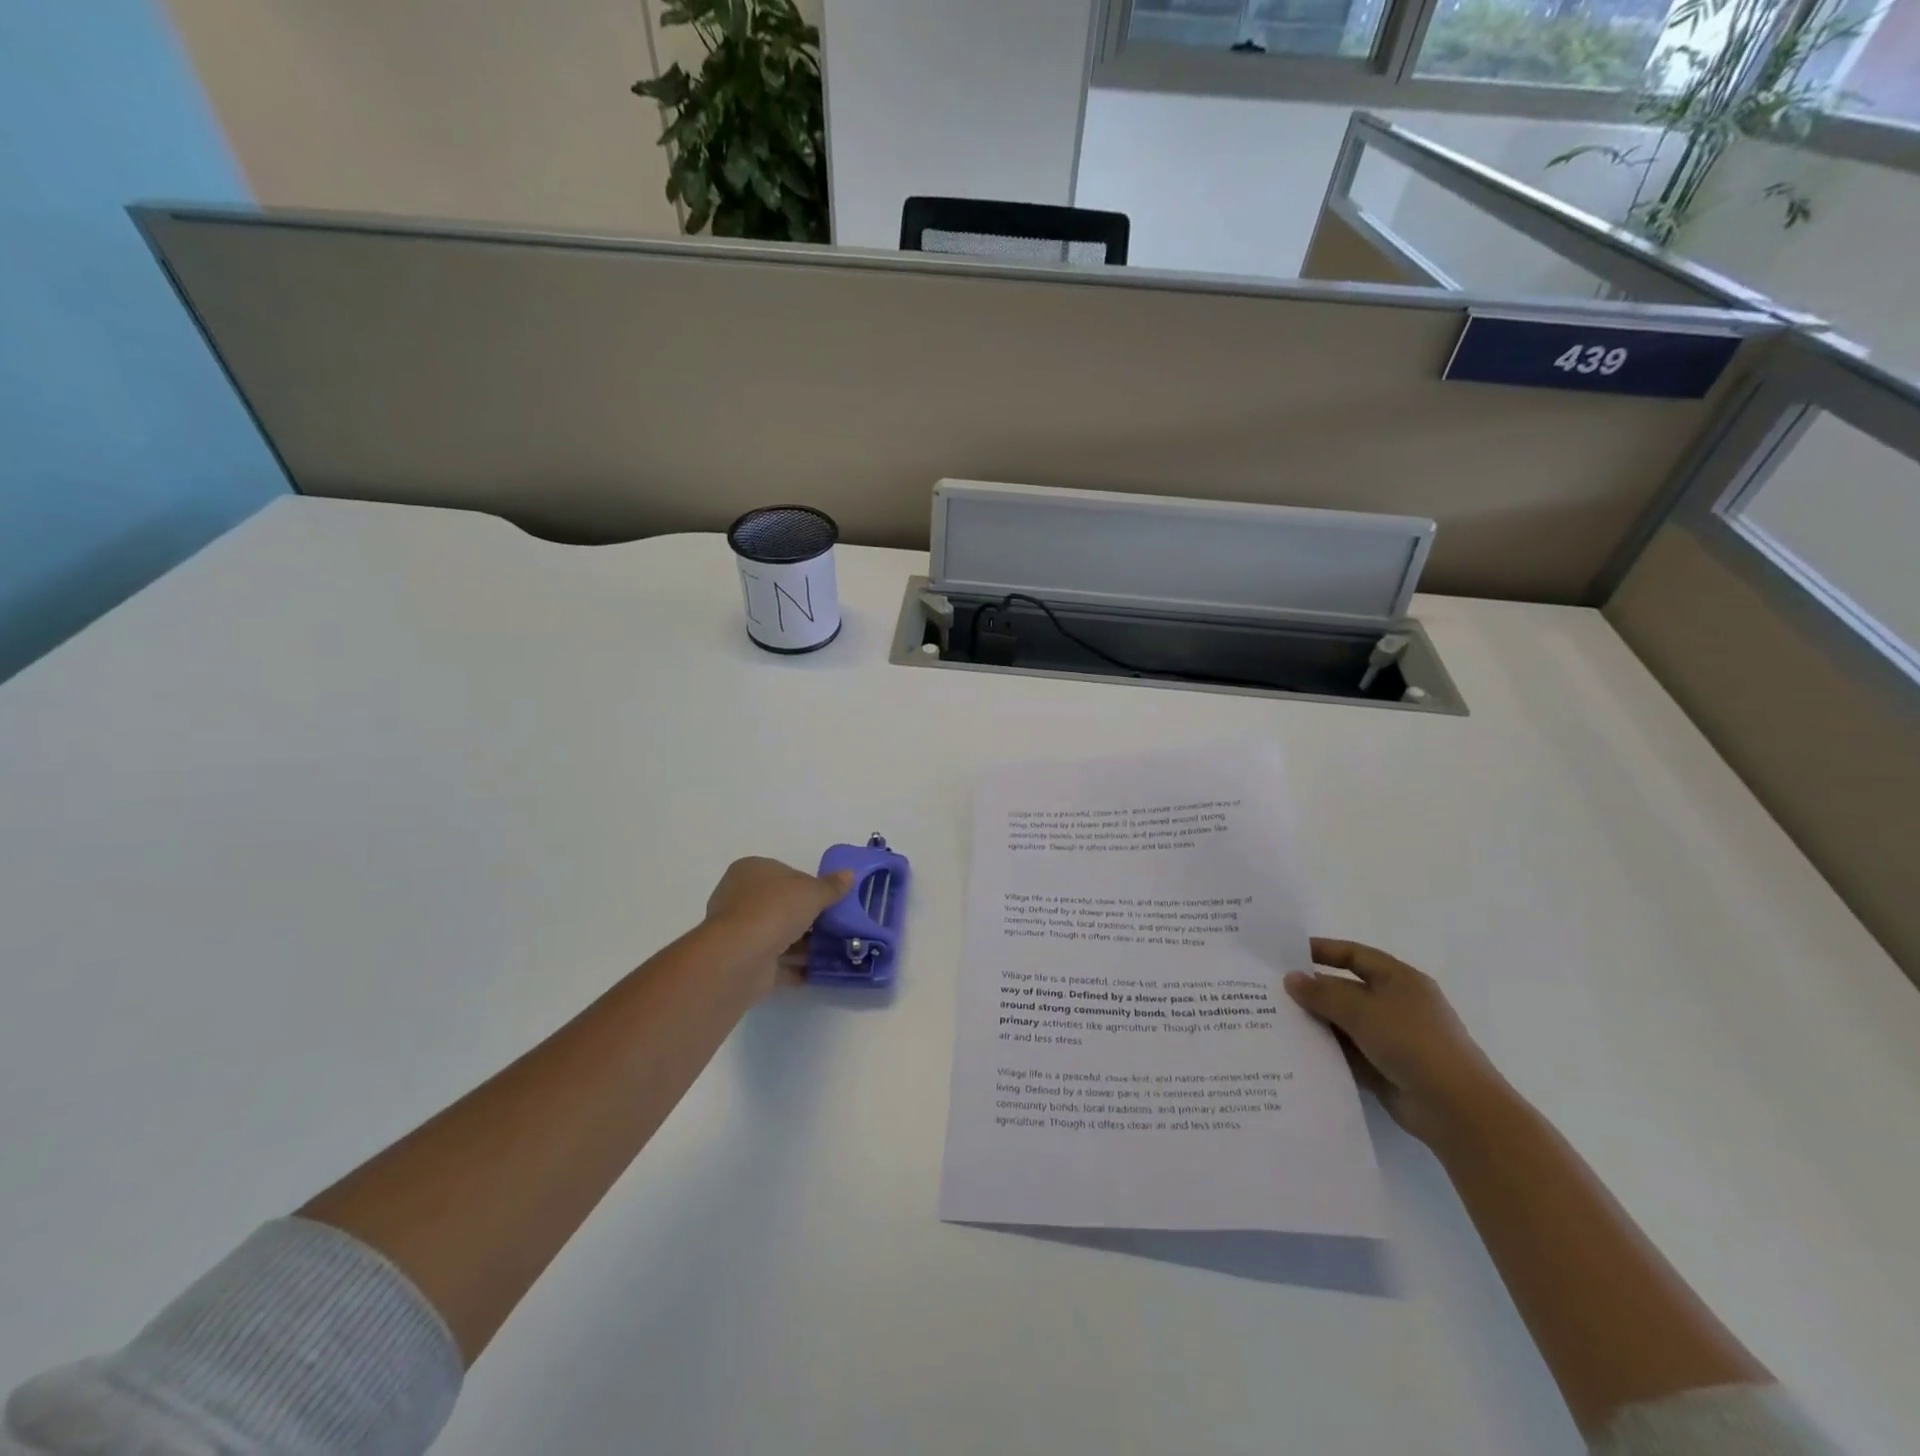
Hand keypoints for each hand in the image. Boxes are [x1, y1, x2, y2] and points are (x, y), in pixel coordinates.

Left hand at [703, 857, 854, 996]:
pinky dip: (795, 967)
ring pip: (778, 934)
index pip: (786, 874)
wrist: (742, 957)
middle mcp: (740, 898)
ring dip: (803, 944)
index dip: (809, 886)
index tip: (830, 900)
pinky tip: (818, 971)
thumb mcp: (812, 892)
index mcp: (751, 871)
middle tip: (835, 925)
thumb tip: (849, 875)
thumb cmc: (775, 910)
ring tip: (834, 950)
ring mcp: (740, 932)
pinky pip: (775, 962)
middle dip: (807, 917)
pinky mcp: (744, 961)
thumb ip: (831, 886)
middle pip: (781, 905)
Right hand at [1284, 938, 1506, 1147]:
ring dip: (1315, 1022)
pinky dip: (1325, 1050)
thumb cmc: (1413, 1043)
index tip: (1286, 953)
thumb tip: (1291, 978)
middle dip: (1312, 990)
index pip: (1355, 955)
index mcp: (1399, 980)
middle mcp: (1395, 1005)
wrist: (1457, 1110)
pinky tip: (1294, 1050)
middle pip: (1346, 989)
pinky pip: (1347, 1052)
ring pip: (1343, 1023)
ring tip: (1273, 1019)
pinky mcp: (1384, 1068)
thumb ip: (1323, 993)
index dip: (1322, 951)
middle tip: (1270, 990)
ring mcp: (1390, 1038)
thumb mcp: (1363, 1010)